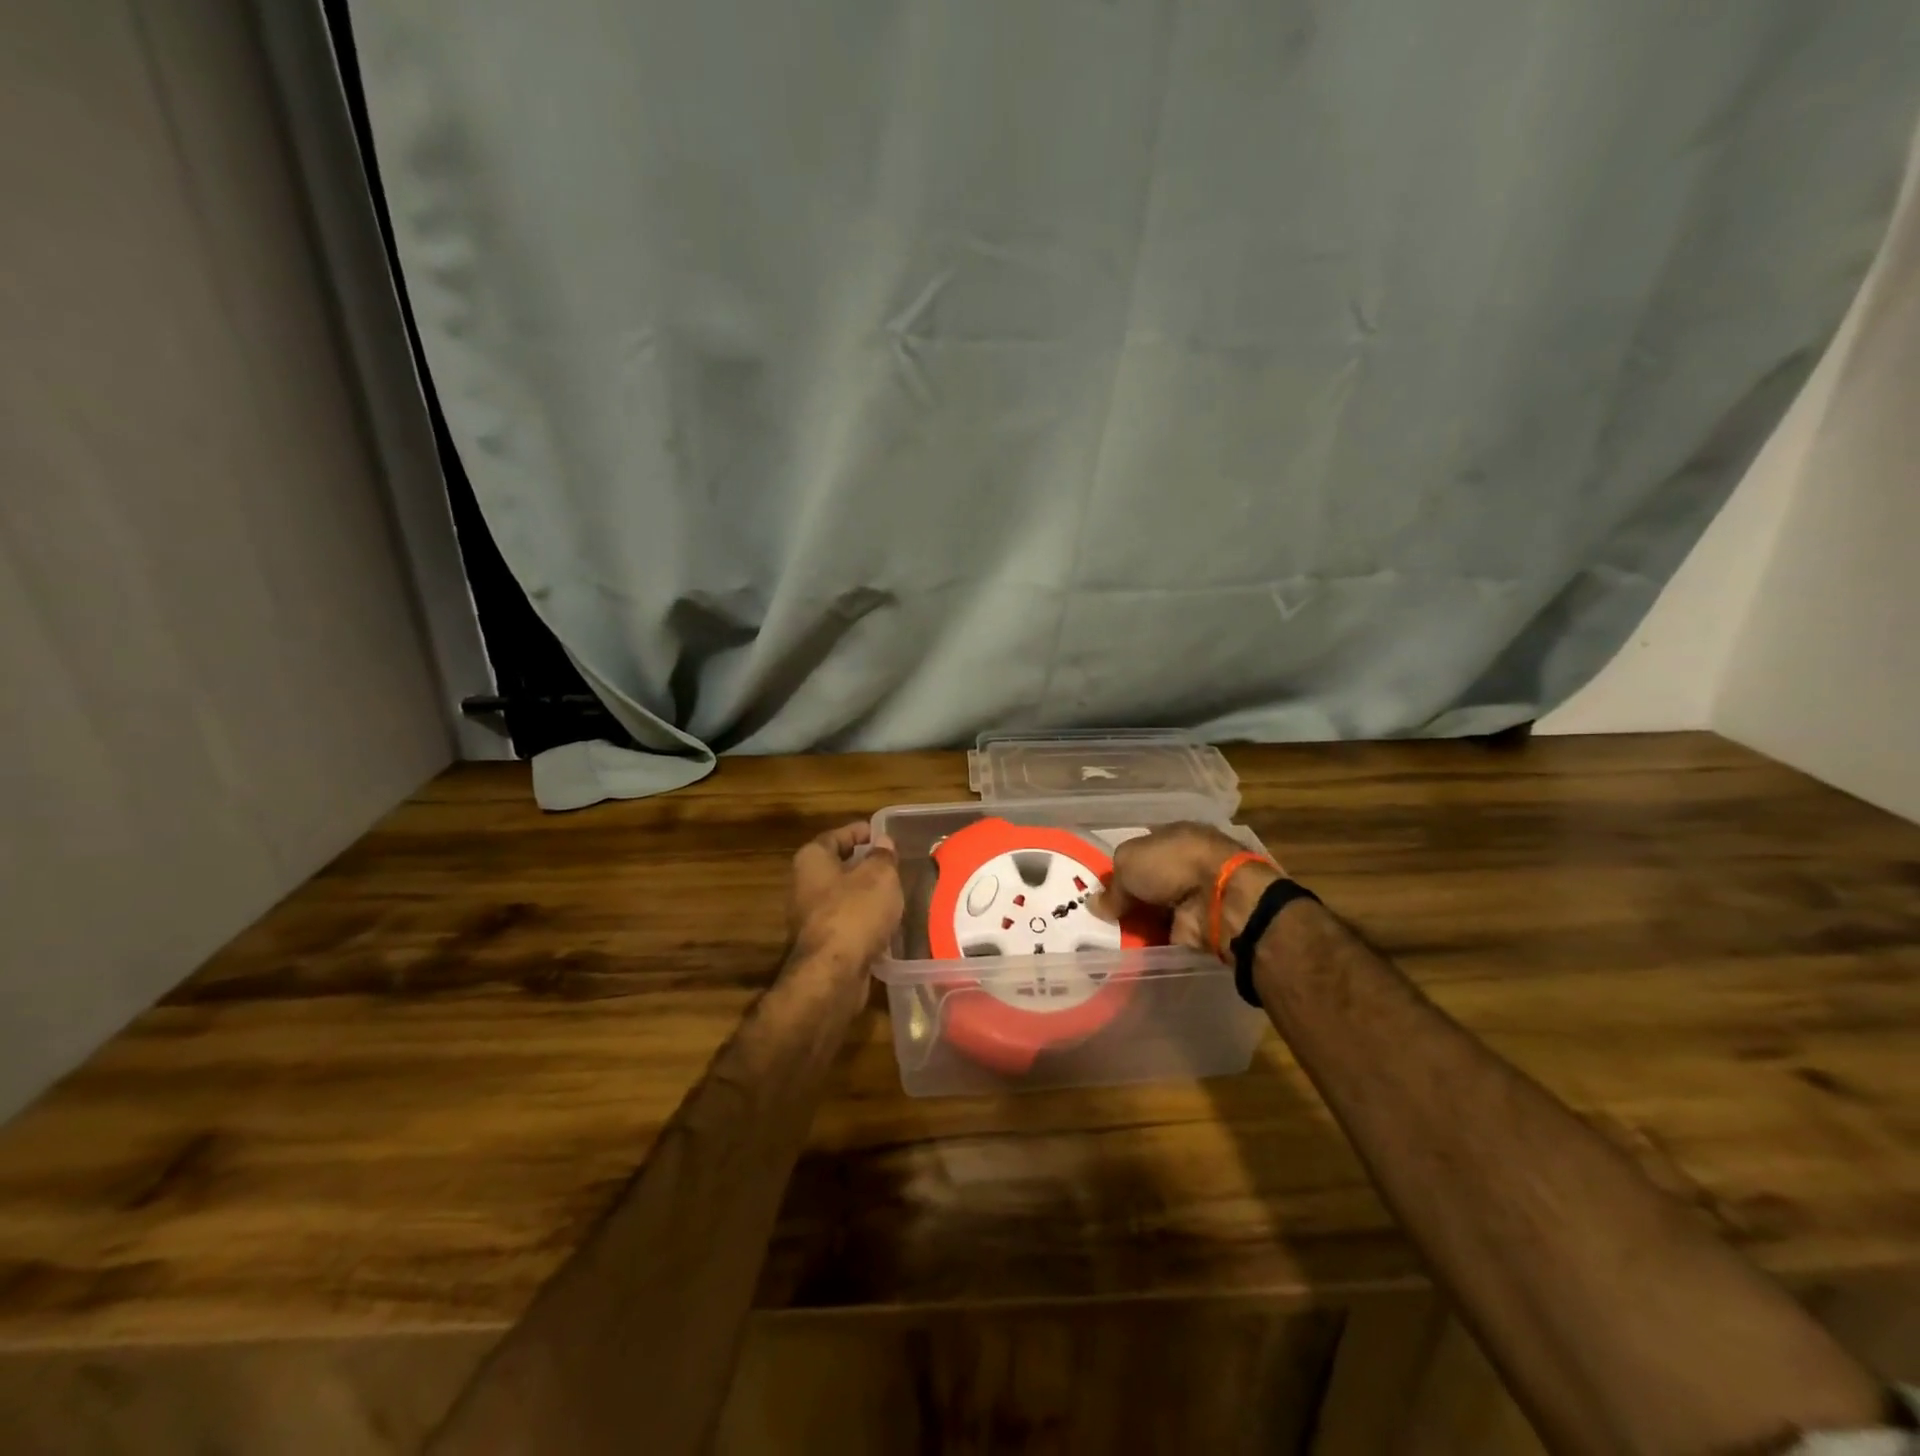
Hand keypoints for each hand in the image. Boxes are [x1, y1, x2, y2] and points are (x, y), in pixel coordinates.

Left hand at [786, 822, 904, 974]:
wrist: (833, 974)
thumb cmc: (855, 912)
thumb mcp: (879, 876)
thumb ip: (883, 856)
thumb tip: (882, 843)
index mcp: (812, 860)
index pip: (835, 836)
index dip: (859, 832)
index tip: (881, 833)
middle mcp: (804, 886)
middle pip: (837, 867)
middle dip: (863, 865)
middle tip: (892, 864)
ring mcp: (810, 918)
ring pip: (842, 898)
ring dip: (865, 895)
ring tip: (895, 892)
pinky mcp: (822, 945)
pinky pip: (846, 923)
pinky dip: (864, 921)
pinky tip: (886, 923)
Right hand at [1100, 822, 1282, 953]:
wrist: (1220, 899)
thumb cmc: (1173, 864)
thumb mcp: (1128, 861)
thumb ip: (1112, 885)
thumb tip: (1096, 905)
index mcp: (1173, 836)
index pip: (1141, 849)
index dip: (1120, 866)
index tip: (1100, 885)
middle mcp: (1185, 863)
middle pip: (1147, 881)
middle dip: (1126, 897)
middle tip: (1098, 913)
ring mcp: (1193, 895)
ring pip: (1155, 908)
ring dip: (1136, 920)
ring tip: (1105, 934)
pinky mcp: (1197, 925)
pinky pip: (1164, 933)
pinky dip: (1148, 941)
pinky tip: (1124, 948)